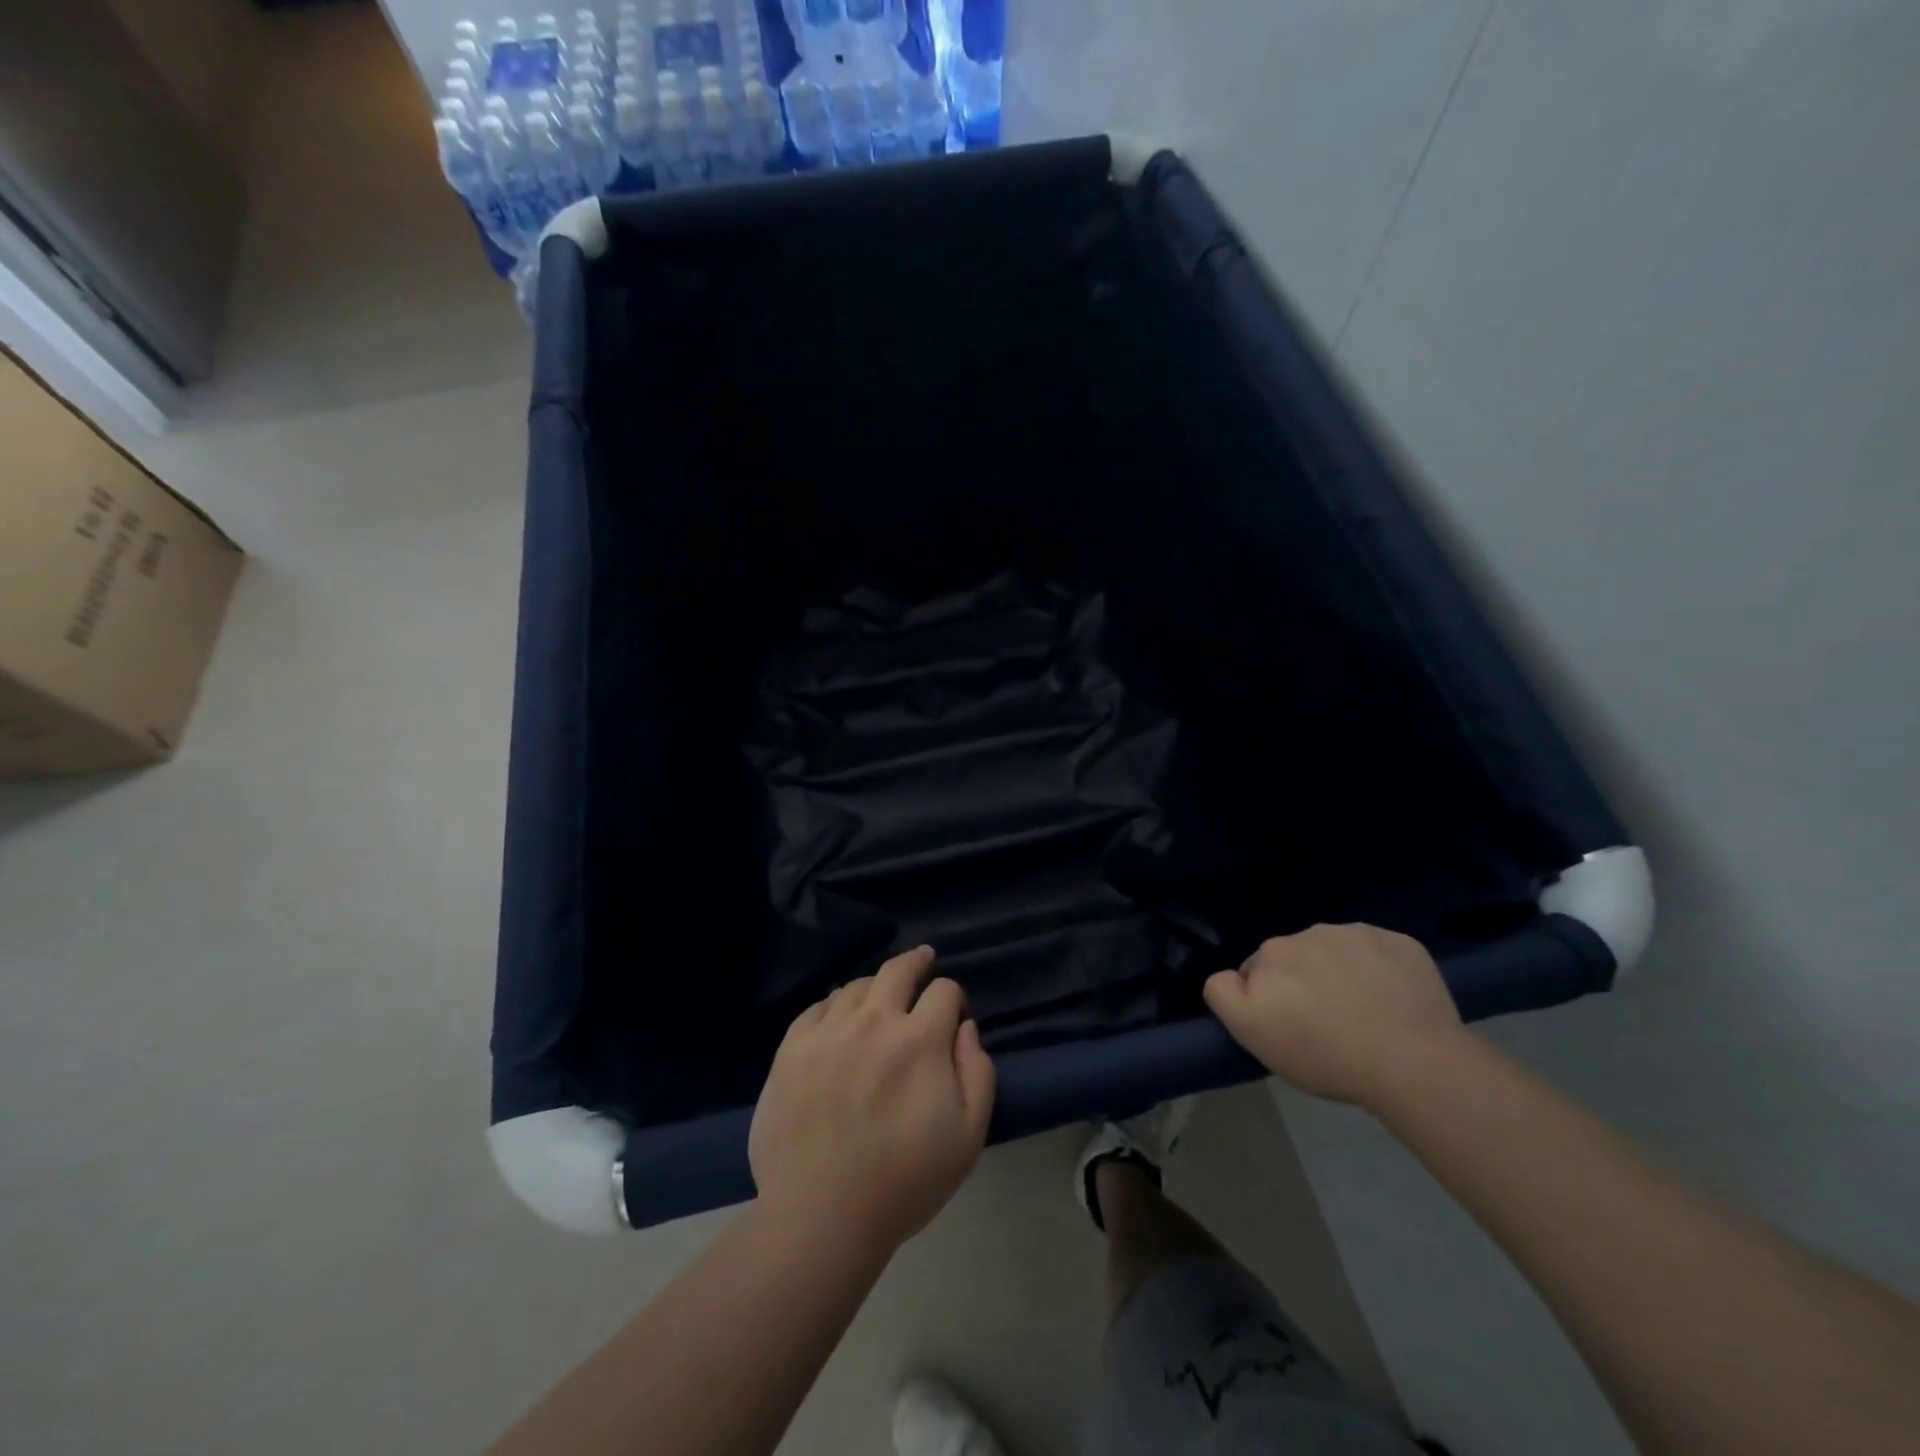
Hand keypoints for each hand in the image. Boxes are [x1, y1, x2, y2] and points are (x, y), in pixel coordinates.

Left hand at [749, 946, 995, 1251]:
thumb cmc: (904, 1181)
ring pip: (855, 986)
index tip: (953, 1015)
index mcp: (919, 1039)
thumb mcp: (968, 1136)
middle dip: (916, 961)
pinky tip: (837, 1017)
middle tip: (923, 959)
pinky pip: (816, 1008)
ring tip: (879, 997)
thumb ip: (978, 1072)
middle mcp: (874, 1021)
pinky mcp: (791, 1049)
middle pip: (897, 970)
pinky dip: (833, 1005)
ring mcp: (828, 1032)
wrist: (821, 1215)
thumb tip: (966, 1029)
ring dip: (875, 986)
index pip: (944, 991)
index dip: (954, 998)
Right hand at [1203, 924, 1468, 1108]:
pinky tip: (1392, 1002)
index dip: (1268, 999)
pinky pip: (1380, 953)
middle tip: (1325, 1025)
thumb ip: (1223, 993)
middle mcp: (1310, 931)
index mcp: (1272, 951)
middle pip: (1297, 957)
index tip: (1288, 1027)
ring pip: (1337, 952)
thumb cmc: (1324, 1054)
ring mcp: (1359, 933)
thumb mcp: (1252, 1034)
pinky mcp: (1402, 943)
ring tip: (1363, 1015)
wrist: (1413, 1065)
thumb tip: (1228, 975)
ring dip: (1340, 973)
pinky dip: (1380, 971)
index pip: (1257, 969)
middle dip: (1303, 981)